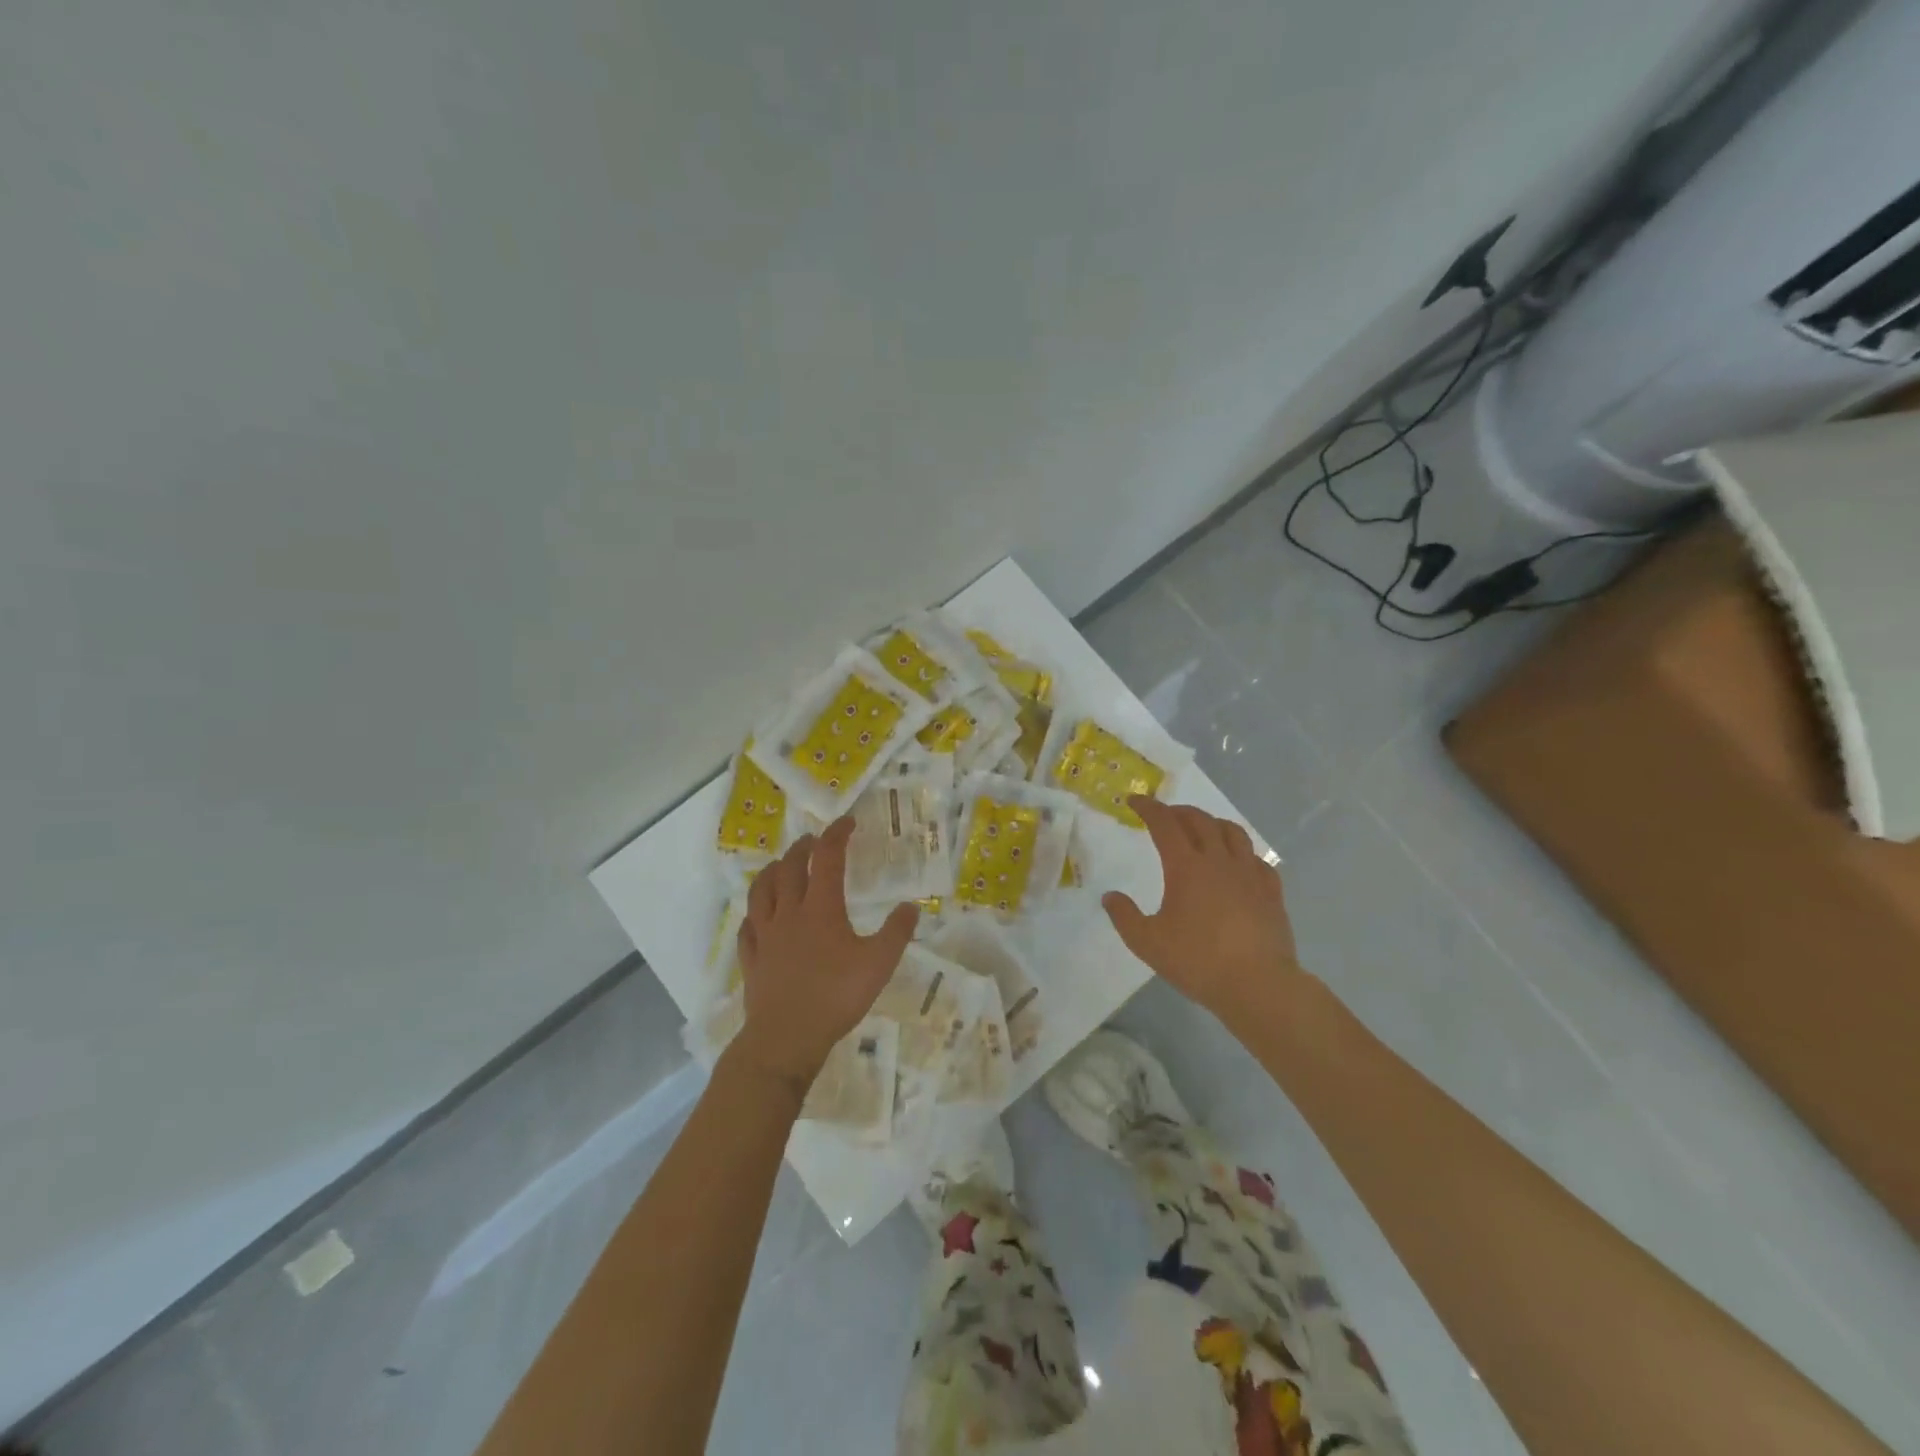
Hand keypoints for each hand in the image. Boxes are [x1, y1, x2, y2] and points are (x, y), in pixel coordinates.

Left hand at [729, 817, 918, 1096]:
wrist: (786, 1037)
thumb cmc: (836, 996)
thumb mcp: (879, 964)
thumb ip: (897, 933)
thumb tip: (911, 906)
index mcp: (821, 908)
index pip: (827, 858)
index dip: (836, 835)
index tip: (847, 822)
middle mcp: (789, 913)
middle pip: (790, 868)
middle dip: (803, 848)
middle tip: (813, 841)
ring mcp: (765, 935)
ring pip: (761, 891)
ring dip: (772, 872)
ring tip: (780, 866)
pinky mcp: (752, 958)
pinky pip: (747, 928)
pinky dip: (754, 915)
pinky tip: (757, 918)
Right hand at [1104, 796, 1303, 1023]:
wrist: (1258, 984)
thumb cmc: (1198, 961)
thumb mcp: (1147, 942)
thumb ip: (1124, 916)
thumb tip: (1110, 897)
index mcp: (1186, 867)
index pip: (1164, 824)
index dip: (1148, 808)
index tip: (1134, 801)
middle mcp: (1218, 861)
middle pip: (1200, 820)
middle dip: (1179, 811)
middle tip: (1166, 815)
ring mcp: (1249, 874)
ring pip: (1232, 832)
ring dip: (1212, 823)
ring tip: (1203, 828)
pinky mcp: (1271, 892)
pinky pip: (1257, 859)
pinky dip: (1241, 852)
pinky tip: (1238, 863)